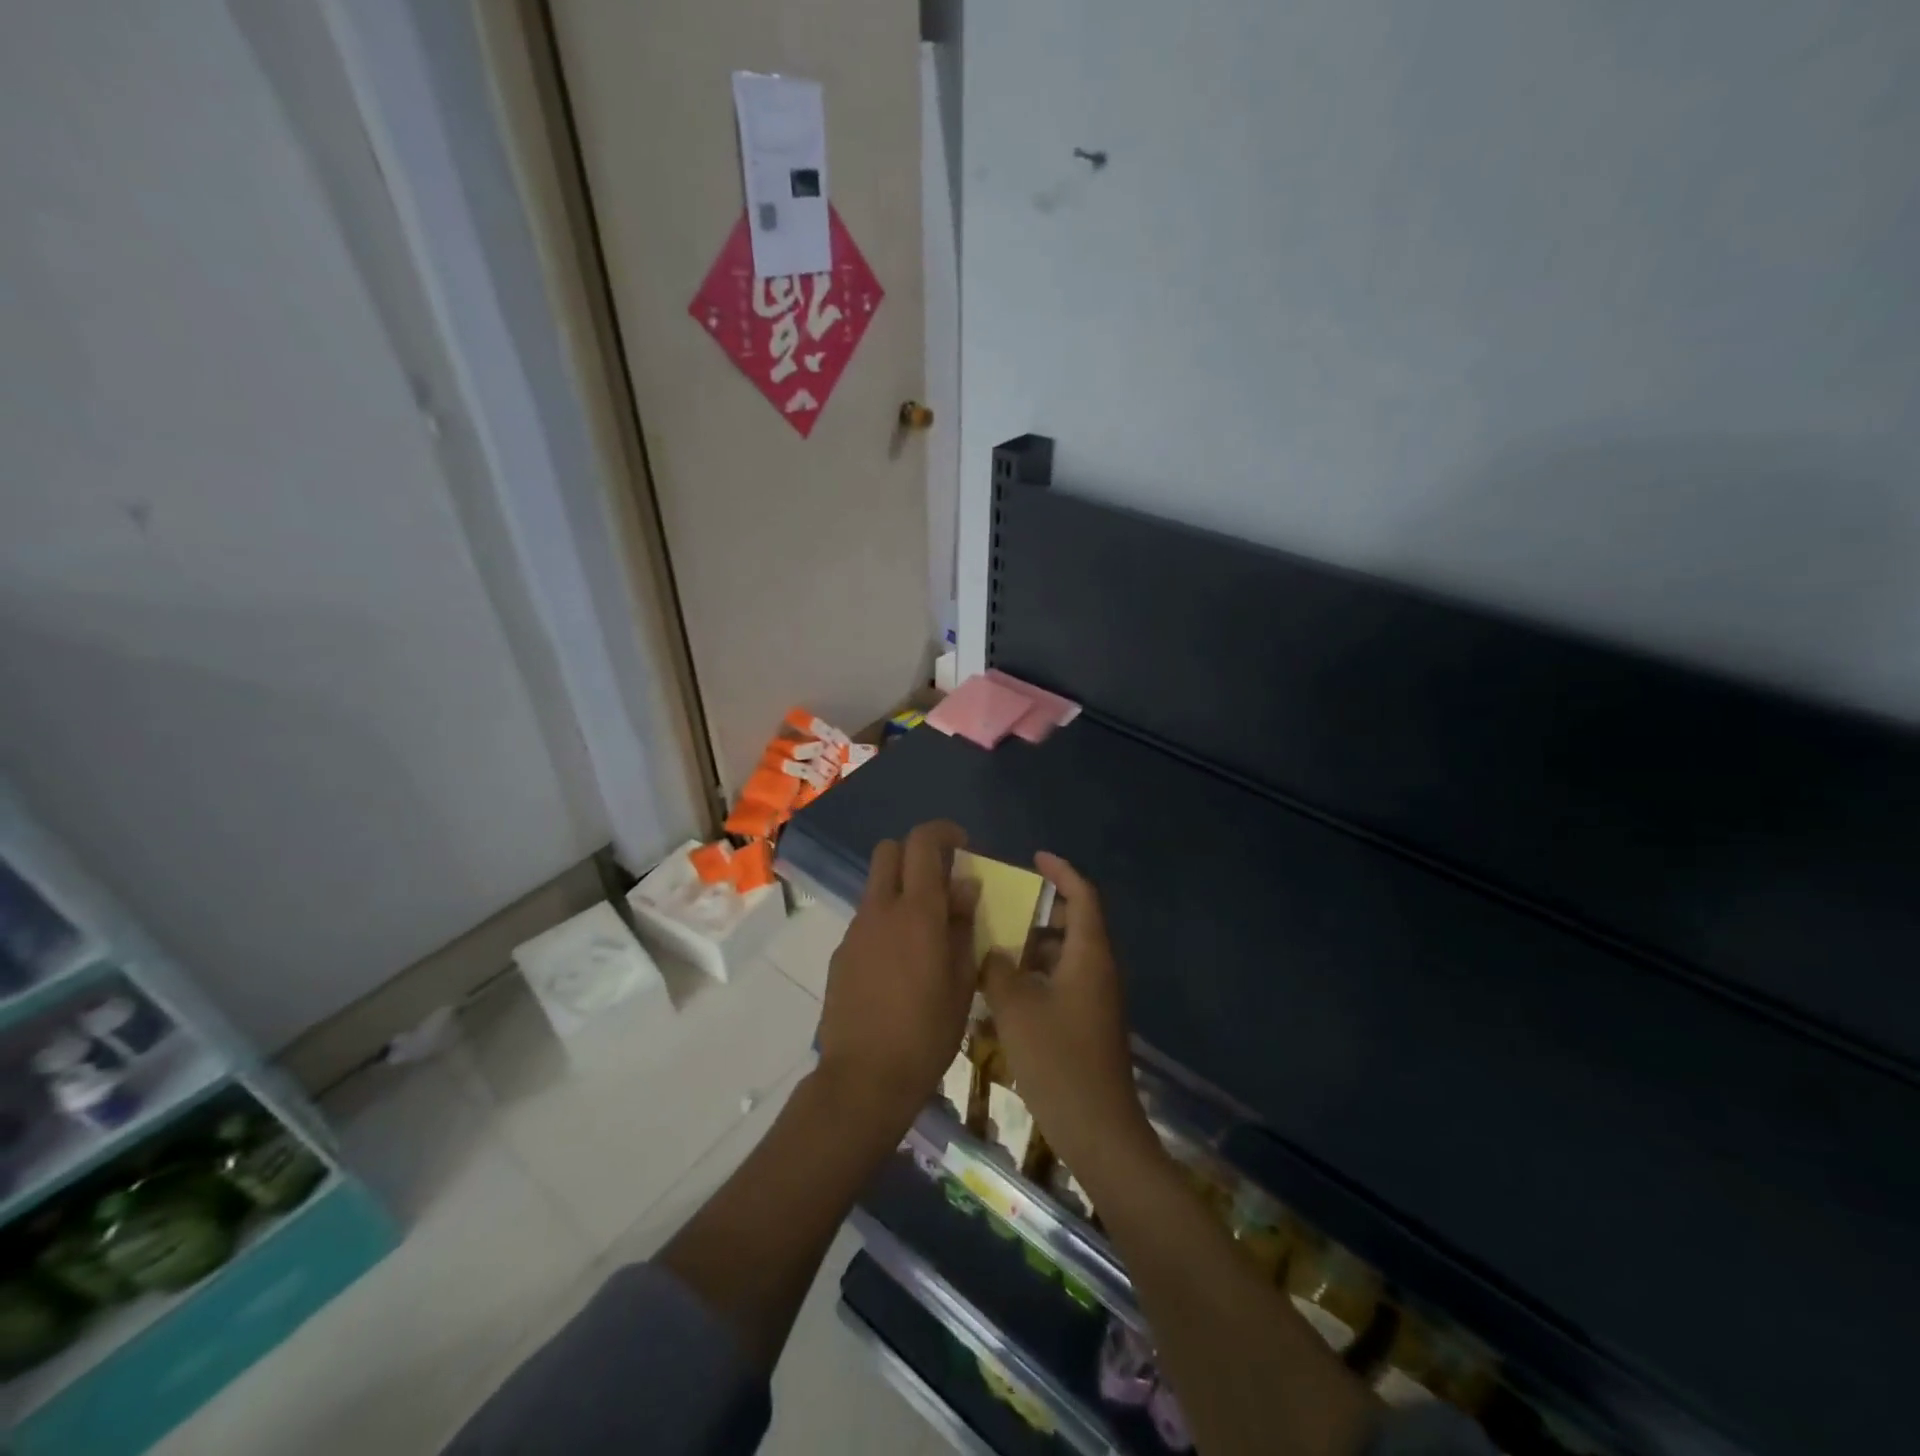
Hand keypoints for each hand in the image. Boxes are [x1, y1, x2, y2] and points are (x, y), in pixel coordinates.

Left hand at [816, 821, 980, 1134]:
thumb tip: (964, 887)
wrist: (864, 1078)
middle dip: (915, 852)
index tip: (963, 845)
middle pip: (888, 850)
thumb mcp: (962, 981)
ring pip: (876, 886)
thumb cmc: (927, 1033)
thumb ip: (963, 926)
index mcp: (917, 912)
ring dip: (900, 889)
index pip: (922, 842)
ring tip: (925, 930)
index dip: (943, 832)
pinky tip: (899, 963)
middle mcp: (880, 910)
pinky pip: (867, 919)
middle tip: (941, 880)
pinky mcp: (841, 953)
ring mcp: (855, 930)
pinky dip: (886, 921)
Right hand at [982, 853, 1155, 1176]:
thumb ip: (998, 970)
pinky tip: (1007, 987)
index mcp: (1090, 955)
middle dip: (1043, 908)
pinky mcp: (1089, 1022)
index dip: (1061, 872)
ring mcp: (1097, 998)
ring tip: (997, 941)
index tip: (1035, 858)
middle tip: (1006, 901)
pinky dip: (1039, 972)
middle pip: (1076, 923)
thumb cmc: (1058, 1060)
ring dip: (1037, 943)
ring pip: (1068, 954)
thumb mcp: (1016, 1008)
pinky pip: (1064, 979)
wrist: (1098, 1129)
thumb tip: (991, 951)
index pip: (1082, 896)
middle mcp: (1099, 969)